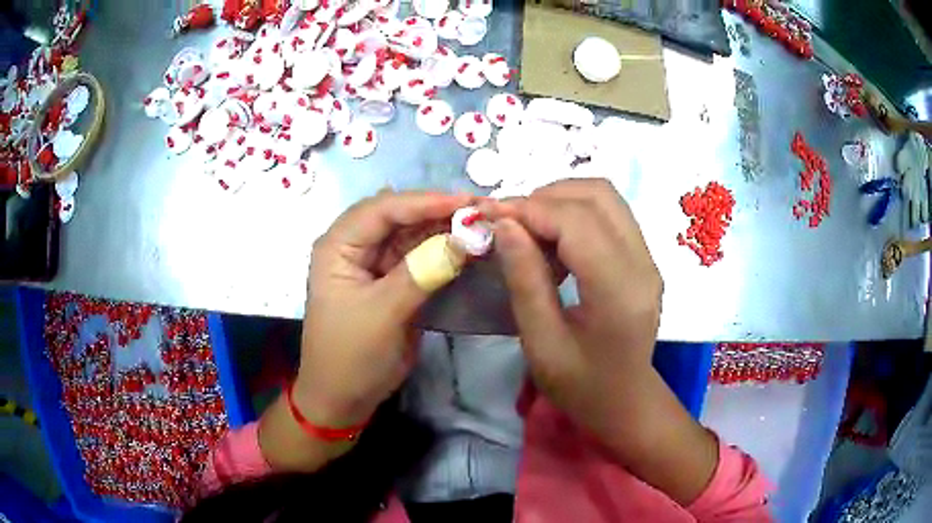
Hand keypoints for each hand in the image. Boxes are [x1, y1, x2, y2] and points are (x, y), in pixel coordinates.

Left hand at [297, 190, 471, 425]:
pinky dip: (442, 251)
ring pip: (412, 234)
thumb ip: (422, 272)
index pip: (382, 209)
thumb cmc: (351, 356)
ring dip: (444, 229)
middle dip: (438, 211)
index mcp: (338, 246)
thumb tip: (465, 238)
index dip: (425, 202)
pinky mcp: (392, 280)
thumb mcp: (383, 314)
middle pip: (398, 216)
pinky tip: (467, 246)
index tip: (467, 202)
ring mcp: (374, 262)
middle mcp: (354, 245)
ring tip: (482, 224)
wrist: (344, 398)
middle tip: (482, 210)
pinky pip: (419, 256)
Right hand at [482, 179, 717, 503]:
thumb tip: (505, 224)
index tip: (489, 214)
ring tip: (528, 228)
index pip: (577, 223)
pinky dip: (575, 213)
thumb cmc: (580, 386)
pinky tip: (553, 241)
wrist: (625, 402)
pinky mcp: (644, 258)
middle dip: (545, 197)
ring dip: (561, 200)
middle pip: (598, 196)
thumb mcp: (541, 343)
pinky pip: (610, 215)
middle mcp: (643, 265)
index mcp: (619, 292)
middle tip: (509, 222)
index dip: (530, 209)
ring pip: (605, 198)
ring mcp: (648, 258)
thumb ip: (525, 280)